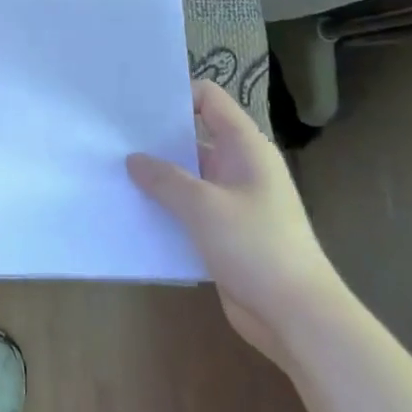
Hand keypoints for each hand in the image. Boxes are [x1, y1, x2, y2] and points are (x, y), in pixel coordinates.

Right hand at [127, 80, 340, 365]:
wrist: (297, 317)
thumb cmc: (256, 247)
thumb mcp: (203, 207)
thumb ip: (165, 179)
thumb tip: (134, 159)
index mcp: (245, 147)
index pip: (209, 99)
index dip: (176, 94)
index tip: (136, 102)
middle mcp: (240, 167)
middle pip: (194, 136)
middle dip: (156, 137)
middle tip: (113, 136)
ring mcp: (233, 201)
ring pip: (188, 176)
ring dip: (158, 175)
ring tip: (114, 171)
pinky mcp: (225, 232)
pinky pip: (189, 208)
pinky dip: (166, 206)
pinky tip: (134, 209)